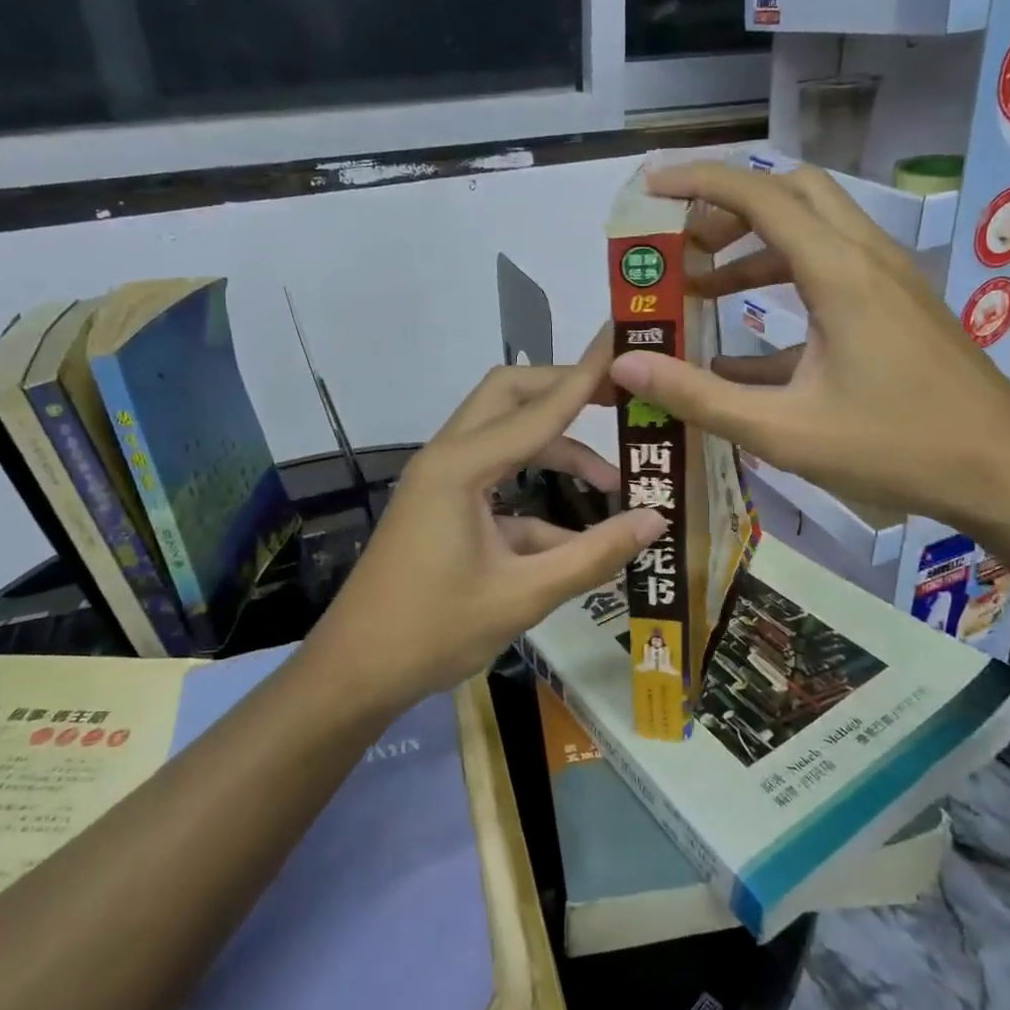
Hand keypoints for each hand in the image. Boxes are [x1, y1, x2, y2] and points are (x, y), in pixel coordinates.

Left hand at [309, 334, 665, 709]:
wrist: (354, 673)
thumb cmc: (433, 632)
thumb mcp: (522, 595)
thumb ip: (593, 555)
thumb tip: (656, 521)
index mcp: (461, 466)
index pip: (540, 406)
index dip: (587, 373)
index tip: (621, 336)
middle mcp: (449, 458)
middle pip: (511, 397)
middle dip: (564, 391)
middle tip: (619, 398)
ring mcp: (441, 481)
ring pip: (505, 438)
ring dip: (557, 450)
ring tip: (614, 483)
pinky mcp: (442, 506)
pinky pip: (497, 482)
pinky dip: (536, 497)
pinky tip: (572, 537)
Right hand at [608, 161, 1009, 534]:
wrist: (1005, 472)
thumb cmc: (895, 449)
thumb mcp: (783, 431)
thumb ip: (700, 396)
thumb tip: (625, 365)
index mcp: (839, 273)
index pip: (760, 195)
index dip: (700, 183)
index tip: (651, 188)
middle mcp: (866, 258)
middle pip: (792, 194)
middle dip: (729, 208)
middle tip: (682, 244)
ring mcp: (889, 280)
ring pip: (813, 230)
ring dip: (754, 247)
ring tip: (701, 288)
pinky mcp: (898, 307)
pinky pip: (832, 273)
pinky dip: (784, 286)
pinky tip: (747, 348)